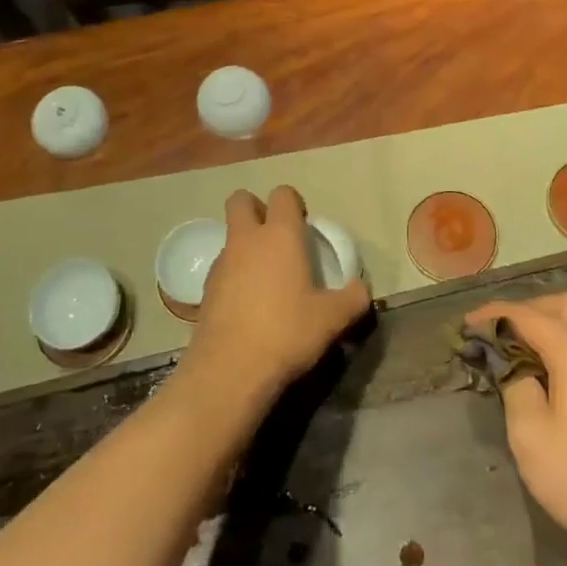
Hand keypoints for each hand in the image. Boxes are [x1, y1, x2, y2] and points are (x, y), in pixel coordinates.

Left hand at [181, 186, 371, 410]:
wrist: (230, 371)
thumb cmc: (287, 332)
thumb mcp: (333, 319)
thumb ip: (354, 298)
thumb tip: (362, 289)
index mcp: (280, 235)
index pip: (283, 194)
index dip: (294, 204)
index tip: (305, 226)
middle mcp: (247, 240)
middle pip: (241, 201)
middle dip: (257, 209)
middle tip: (277, 238)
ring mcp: (221, 263)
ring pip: (231, 236)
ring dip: (245, 245)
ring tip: (267, 278)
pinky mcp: (204, 290)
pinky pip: (222, 268)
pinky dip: (235, 275)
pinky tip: (250, 304)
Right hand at [467, 292, 566, 565]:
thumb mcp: (529, 434)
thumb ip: (515, 385)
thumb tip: (512, 364)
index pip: (525, 315)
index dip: (492, 315)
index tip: (466, 326)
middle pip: (562, 305)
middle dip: (526, 310)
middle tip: (498, 334)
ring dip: (550, 325)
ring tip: (520, 353)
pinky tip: (552, 374)